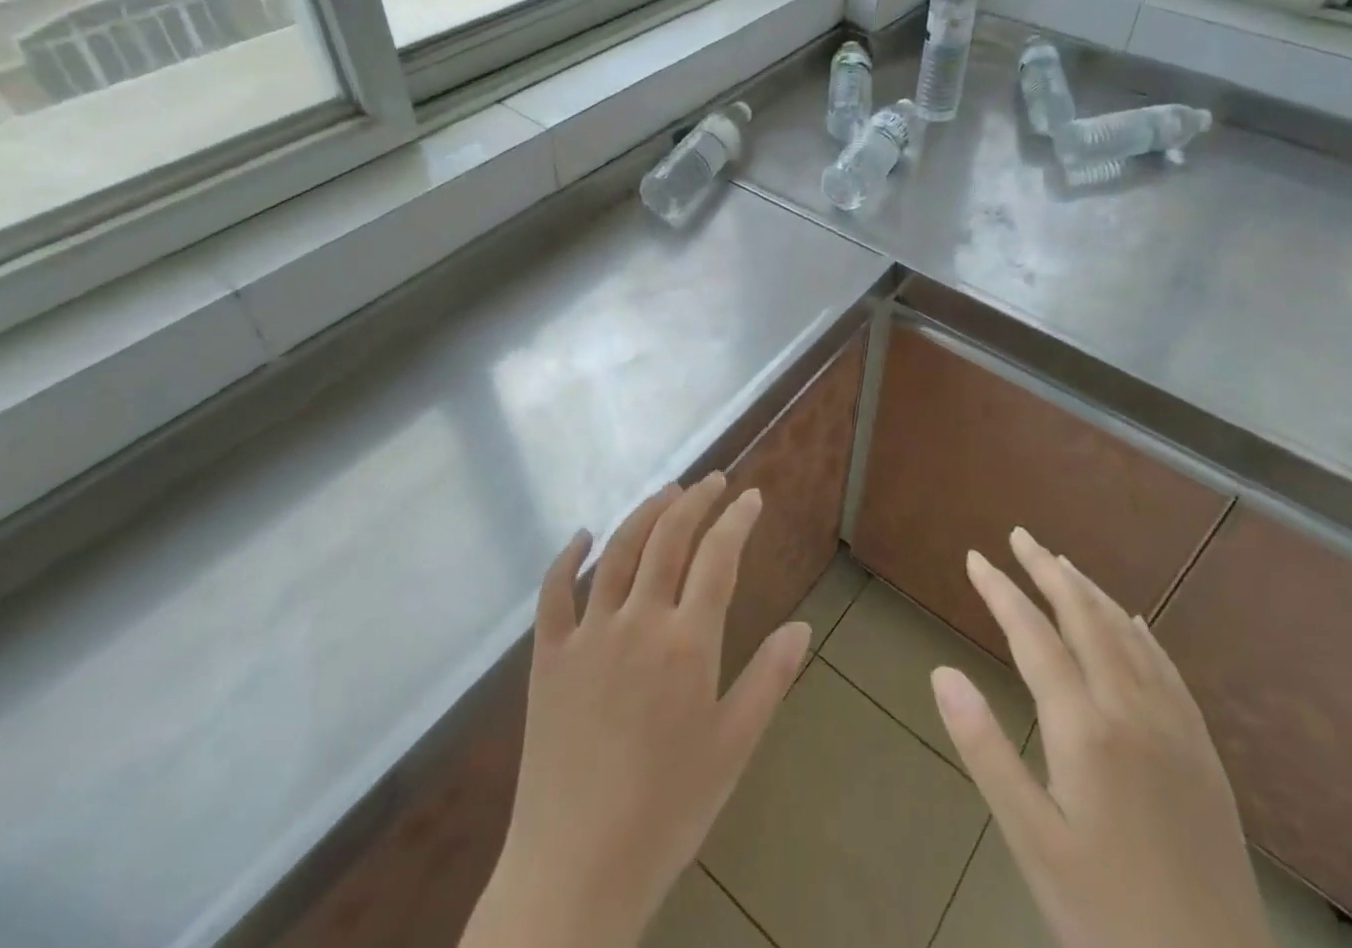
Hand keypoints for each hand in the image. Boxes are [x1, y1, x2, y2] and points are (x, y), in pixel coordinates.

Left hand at [461, 475, 810, 947]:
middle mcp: (638, 622)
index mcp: (687, 644)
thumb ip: (769, 680)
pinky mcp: (548, 654)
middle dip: (696, 500)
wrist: (575, 870)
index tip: (751, 496)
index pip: (718, 557)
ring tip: (668, 493)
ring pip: (619, 550)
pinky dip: (568, 556)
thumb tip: (803, 626)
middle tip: (713, 482)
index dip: (737, 519)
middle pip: (669, 537)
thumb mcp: (733, 749)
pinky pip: (554, 591)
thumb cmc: (667, 812)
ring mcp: (588, 633)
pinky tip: (582, 537)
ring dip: (646, 513)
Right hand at [930, 528, 1273, 947]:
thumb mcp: (1031, 840)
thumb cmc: (1106, 915)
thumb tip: (941, 671)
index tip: (974, 558)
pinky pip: (1168, 669)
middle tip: (1019, 536)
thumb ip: (985, 749)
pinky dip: (1141, 633)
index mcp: (1085, 728)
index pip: (1033, 635)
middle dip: (1047, 571)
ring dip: (1090, 592)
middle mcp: (1132, 709)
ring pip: (1127, 635)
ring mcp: (1175, 728)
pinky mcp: (1203, 753)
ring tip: (1062, 564)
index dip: (1001, 591)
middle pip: (1084, 618)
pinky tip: (1133, 622)